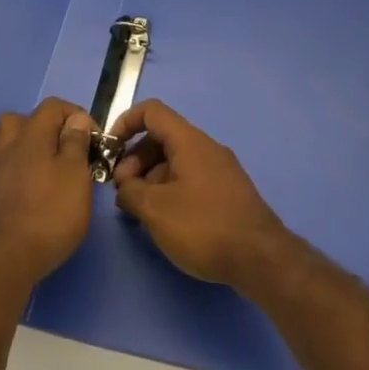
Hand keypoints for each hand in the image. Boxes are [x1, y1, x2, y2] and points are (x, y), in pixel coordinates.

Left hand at [0, 98, 95, 290]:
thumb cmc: (50, 213)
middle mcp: (5, 145)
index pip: (52, 106)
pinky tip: (27, 190)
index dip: (75, 115)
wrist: (6, 260)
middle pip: (21, 120)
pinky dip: (14, 171)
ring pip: (6, 143)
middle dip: (44, 128)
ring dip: (25, 148)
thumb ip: (75, 142)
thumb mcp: (76, 175)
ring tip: (45, 168)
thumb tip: (75, 120)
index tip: (92, 138)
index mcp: (31, 135)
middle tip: (63, 149)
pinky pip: (0, 168)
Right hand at [110, 100, 290, 288]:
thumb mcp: (155, 209)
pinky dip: (169, 189)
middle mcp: (206, 148)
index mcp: (190, 141)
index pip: (152, 112)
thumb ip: (130, 192)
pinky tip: (163, 219)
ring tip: (139, 210)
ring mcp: (220, 169)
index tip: (109, 150)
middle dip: (135, 159)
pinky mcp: (226, 192)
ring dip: (151, 178)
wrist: (259, 258)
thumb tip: (126, 187)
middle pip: (162, 138)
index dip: (125, 123)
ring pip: (175, 161)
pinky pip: (190, 178)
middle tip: (123, 192)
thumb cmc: (203, 227)